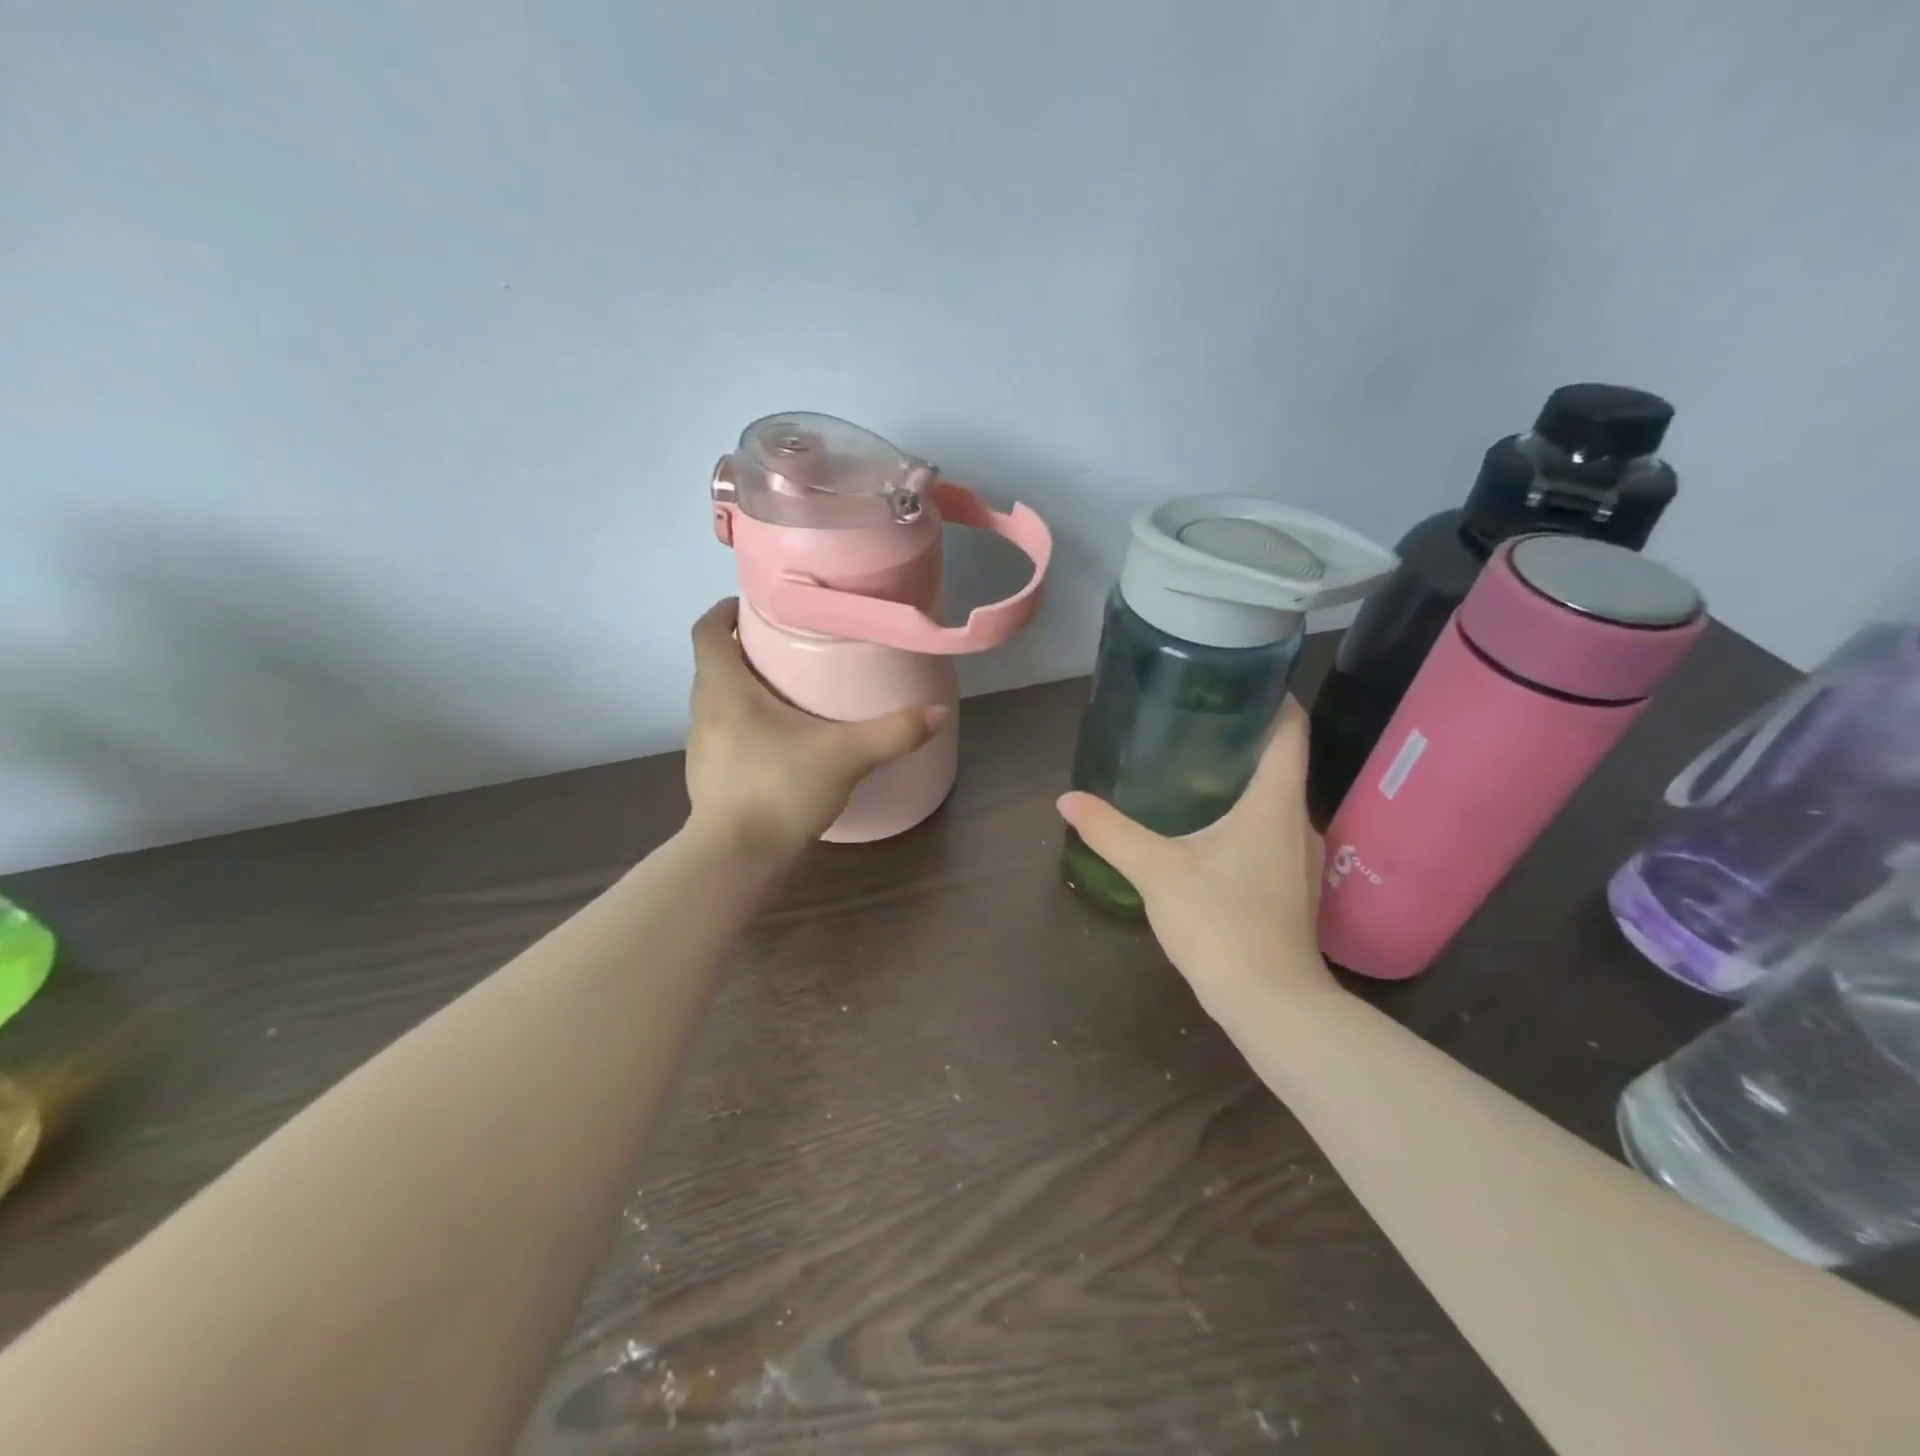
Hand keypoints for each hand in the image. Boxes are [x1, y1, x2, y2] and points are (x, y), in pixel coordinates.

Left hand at [686, 600, 945, 854]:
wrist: (737, 860)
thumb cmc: (779, 789)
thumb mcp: (845, 756)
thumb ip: (893, 732)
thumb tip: (939, 712)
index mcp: (724, 689)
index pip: (707, 631)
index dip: (725, 611)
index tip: (755, 606)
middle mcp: (704, 711)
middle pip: (714, 664)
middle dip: (744, 650)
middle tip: (787, 646)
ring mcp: (702, 748)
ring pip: (718, 702)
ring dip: (744, 689)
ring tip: (787, 691)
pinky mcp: (709, 778)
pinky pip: (725, 735)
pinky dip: (747, 726)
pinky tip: (781, 743)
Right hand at [1056, 699, 1335, 1011]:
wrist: (1272, 1004)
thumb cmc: (1221, 923)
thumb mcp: (1156, 870)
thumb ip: (1110, 831)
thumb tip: (1067, 800)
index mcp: (1275, 802)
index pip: (1290, 730)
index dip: (1271, 698)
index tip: (1237, 682)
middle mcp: (1299, 821)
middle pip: (1283, 762)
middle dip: (1245, 739)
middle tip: (1195, 723)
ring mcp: (1303, 858)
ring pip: (1277, 801)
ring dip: (1246, 781)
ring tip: (1196, 770)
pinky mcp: (1295, 888)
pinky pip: (1274, 833)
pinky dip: (1248, 818)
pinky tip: (1212, 832)